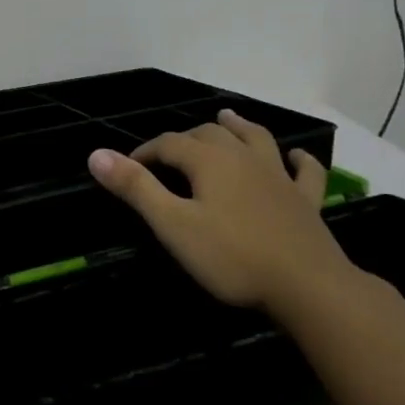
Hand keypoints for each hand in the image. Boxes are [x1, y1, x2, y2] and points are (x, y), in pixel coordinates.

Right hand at [87, 109, 350, 310]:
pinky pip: (304, 171)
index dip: (144, 152)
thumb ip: (136, 188)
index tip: (126, 169)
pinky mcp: (305, 201)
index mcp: (209, 161)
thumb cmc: (232, 257)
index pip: (168, 144)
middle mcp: (244, 157)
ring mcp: (279, 177)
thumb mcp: (173, 225)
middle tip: (168, 155)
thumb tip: (97, 154)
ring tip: (227, 117)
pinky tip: (296, 156)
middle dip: (184, 138)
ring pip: (255, 139)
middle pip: (209, 134)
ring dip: (238, 126)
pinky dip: (298, 160)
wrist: (308, 287)